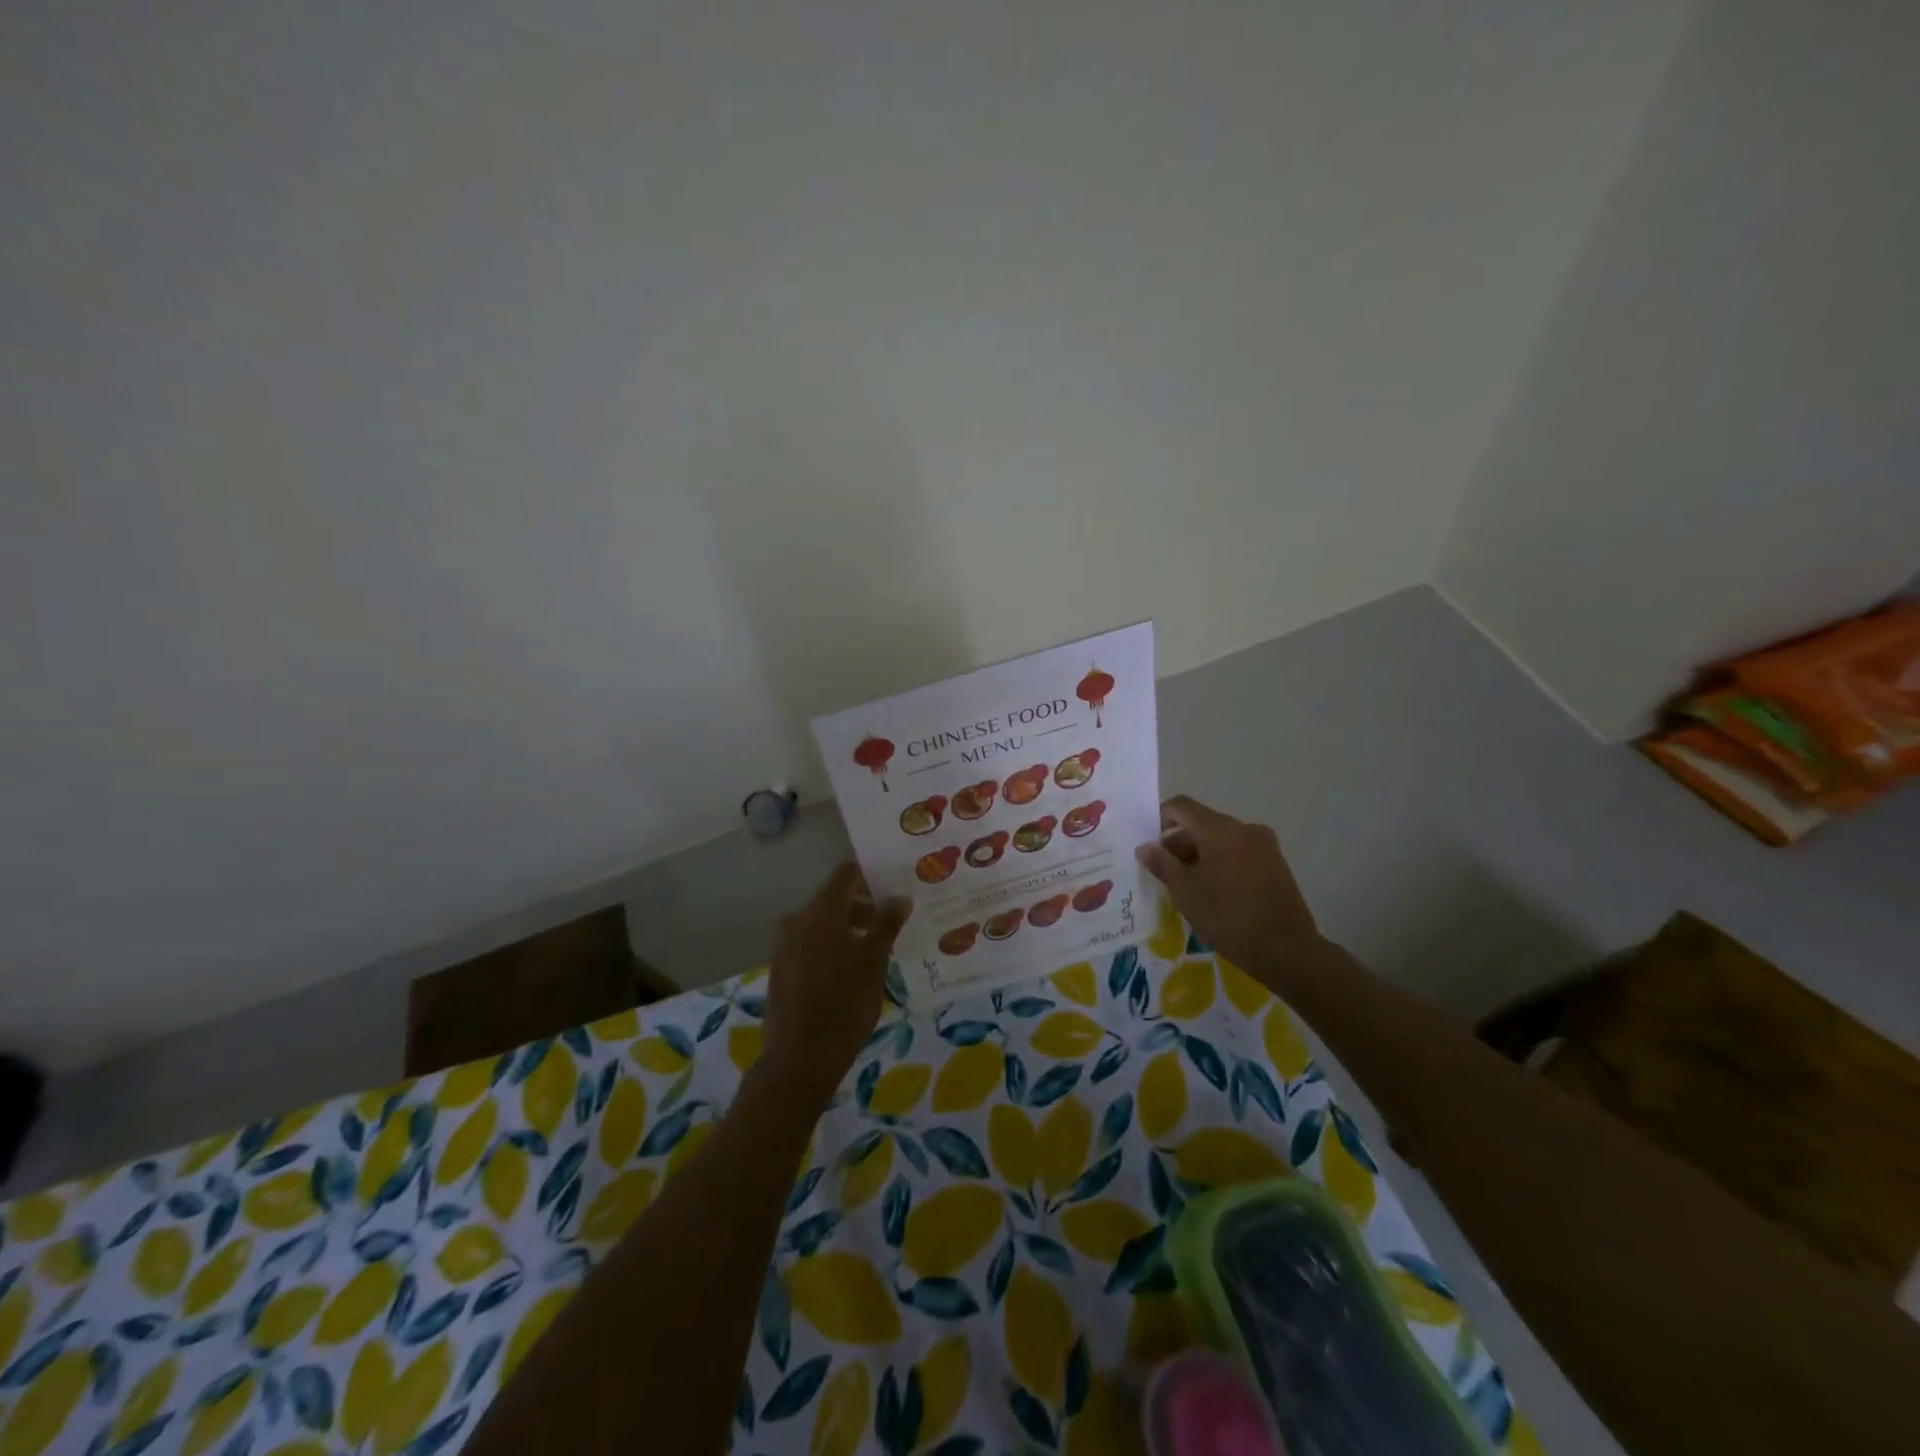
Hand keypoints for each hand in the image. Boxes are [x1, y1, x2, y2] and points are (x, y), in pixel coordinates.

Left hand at [761, 864, 910, 1102]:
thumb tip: (899, 897)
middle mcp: (798, 919)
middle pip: (834, 898)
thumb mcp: (874, 963)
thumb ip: (886, 924)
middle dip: (864, 906)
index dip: (870, 875)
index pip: (846, 874)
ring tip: (877, 950)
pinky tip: (851, 969)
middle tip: (893, 923)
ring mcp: (785, 944)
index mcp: (822, 912)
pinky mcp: (781, 967)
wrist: (798, 1059)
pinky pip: (811, 943)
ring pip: (822, 923)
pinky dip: (832, 945)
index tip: (894, 885)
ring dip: (849, 928)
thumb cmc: (844, 1006)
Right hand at [1135, 796, 1329, 979]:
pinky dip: (1222, 863)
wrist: (1287, 950)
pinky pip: (1239, 853)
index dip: (1159, 820)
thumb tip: (1145, 847)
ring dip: (1200, 855)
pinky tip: (1216, 893)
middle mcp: (1244, 828)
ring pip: (1221, 840)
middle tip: (1166, 874)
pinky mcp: (1276, 864)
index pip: (1181, 806)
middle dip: (1179, 844)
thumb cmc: (1228, 917)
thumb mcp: (1186, 892)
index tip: (1150, 847)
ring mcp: (1265, 845)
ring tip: (1190, 887)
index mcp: (1220, 829)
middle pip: (1202, 823)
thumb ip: (1162, 863)